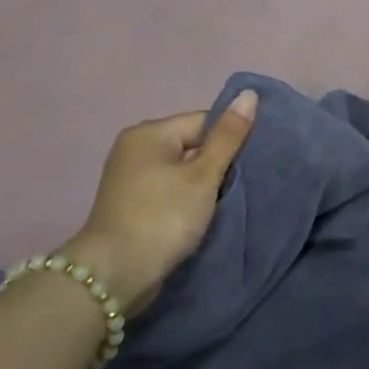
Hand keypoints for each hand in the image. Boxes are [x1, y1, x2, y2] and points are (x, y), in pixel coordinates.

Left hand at [57, 90, 257, 317]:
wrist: (116, 274)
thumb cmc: (163, 217)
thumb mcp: (203, 175)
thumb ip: (228, 136)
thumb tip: (249, 94)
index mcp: (149, 133)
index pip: (204, 122)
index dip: (231, 140)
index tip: (252, 164)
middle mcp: (135, 148)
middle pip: (193, 145)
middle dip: (218, 163)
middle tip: (246, 183)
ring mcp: (130, 178)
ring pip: (183, 170)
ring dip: (205, 184)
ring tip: (228, 200)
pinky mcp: (132, 204)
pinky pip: (170, 190)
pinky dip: (188, 199)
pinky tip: (204, 213)